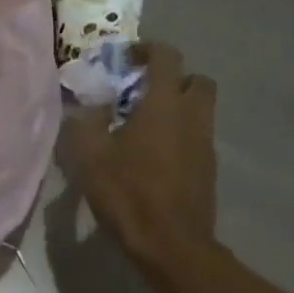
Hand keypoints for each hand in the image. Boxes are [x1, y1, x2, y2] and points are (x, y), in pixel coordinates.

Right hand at [61, 42, 218, 276]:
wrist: (171, 244)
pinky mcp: (208, 168)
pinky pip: (197, 136)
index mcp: (164, 105)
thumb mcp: (91, 158)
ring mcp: (205, 143)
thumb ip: (85, 124)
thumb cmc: (129, 195)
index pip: (166, 57)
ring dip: (177, 107)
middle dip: (172, 78)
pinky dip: (180, 134)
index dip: (147, 49)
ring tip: (145, 125)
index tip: (127, 57)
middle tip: (142, 92)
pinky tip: (154, 156)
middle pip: (195, 80)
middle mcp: (192, 116)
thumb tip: (87, 108)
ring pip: (200, 109)